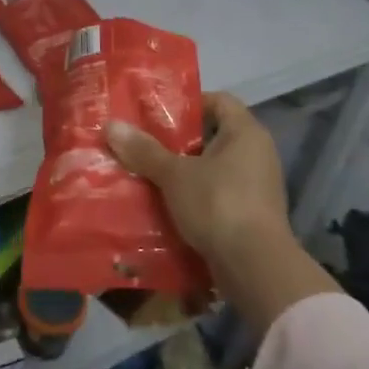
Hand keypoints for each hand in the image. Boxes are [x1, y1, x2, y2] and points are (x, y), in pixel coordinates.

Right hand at [106, 92, 290, 269]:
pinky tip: (165, 203)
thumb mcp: (174, 175)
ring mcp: (256, 186)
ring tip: (147, 173)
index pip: (219, 100)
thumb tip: (111, 125)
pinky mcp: (251, 214)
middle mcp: (257, 154)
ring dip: (183, 171)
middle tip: (144, 143)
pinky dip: (194, 196)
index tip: (158, 113)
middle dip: (178, 140)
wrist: (255, 268)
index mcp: (246, 133)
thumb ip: (144, 150)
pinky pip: (217, 194)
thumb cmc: (218, 204)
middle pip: (213, 135)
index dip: (189, 102)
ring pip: (213, 168)